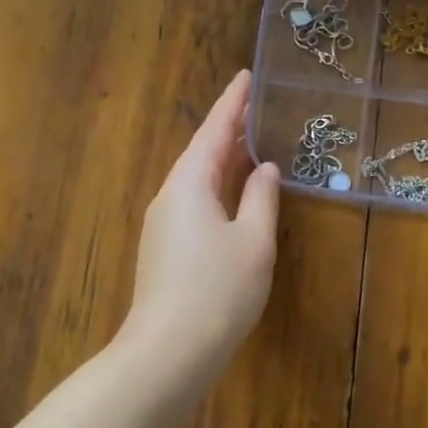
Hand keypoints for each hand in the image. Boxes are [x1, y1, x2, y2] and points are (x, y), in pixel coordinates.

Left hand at [122, 70, 280, 366]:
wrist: (169, 352)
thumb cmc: (218, 290)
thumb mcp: (253, 241)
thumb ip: (261, 198)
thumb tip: (264, 169)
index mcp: (190, 183)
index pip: (213, 130)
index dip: (233, 102)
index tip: (247, 76)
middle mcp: (170, 196)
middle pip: (201, 152)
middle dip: (229, 130)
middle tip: (257, 108)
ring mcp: (163, 224)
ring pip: (196, 179)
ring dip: (223, 160)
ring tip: (251, 144)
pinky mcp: (164, 248)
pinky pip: (194, 202)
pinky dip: (217, 187)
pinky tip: (234, 195)